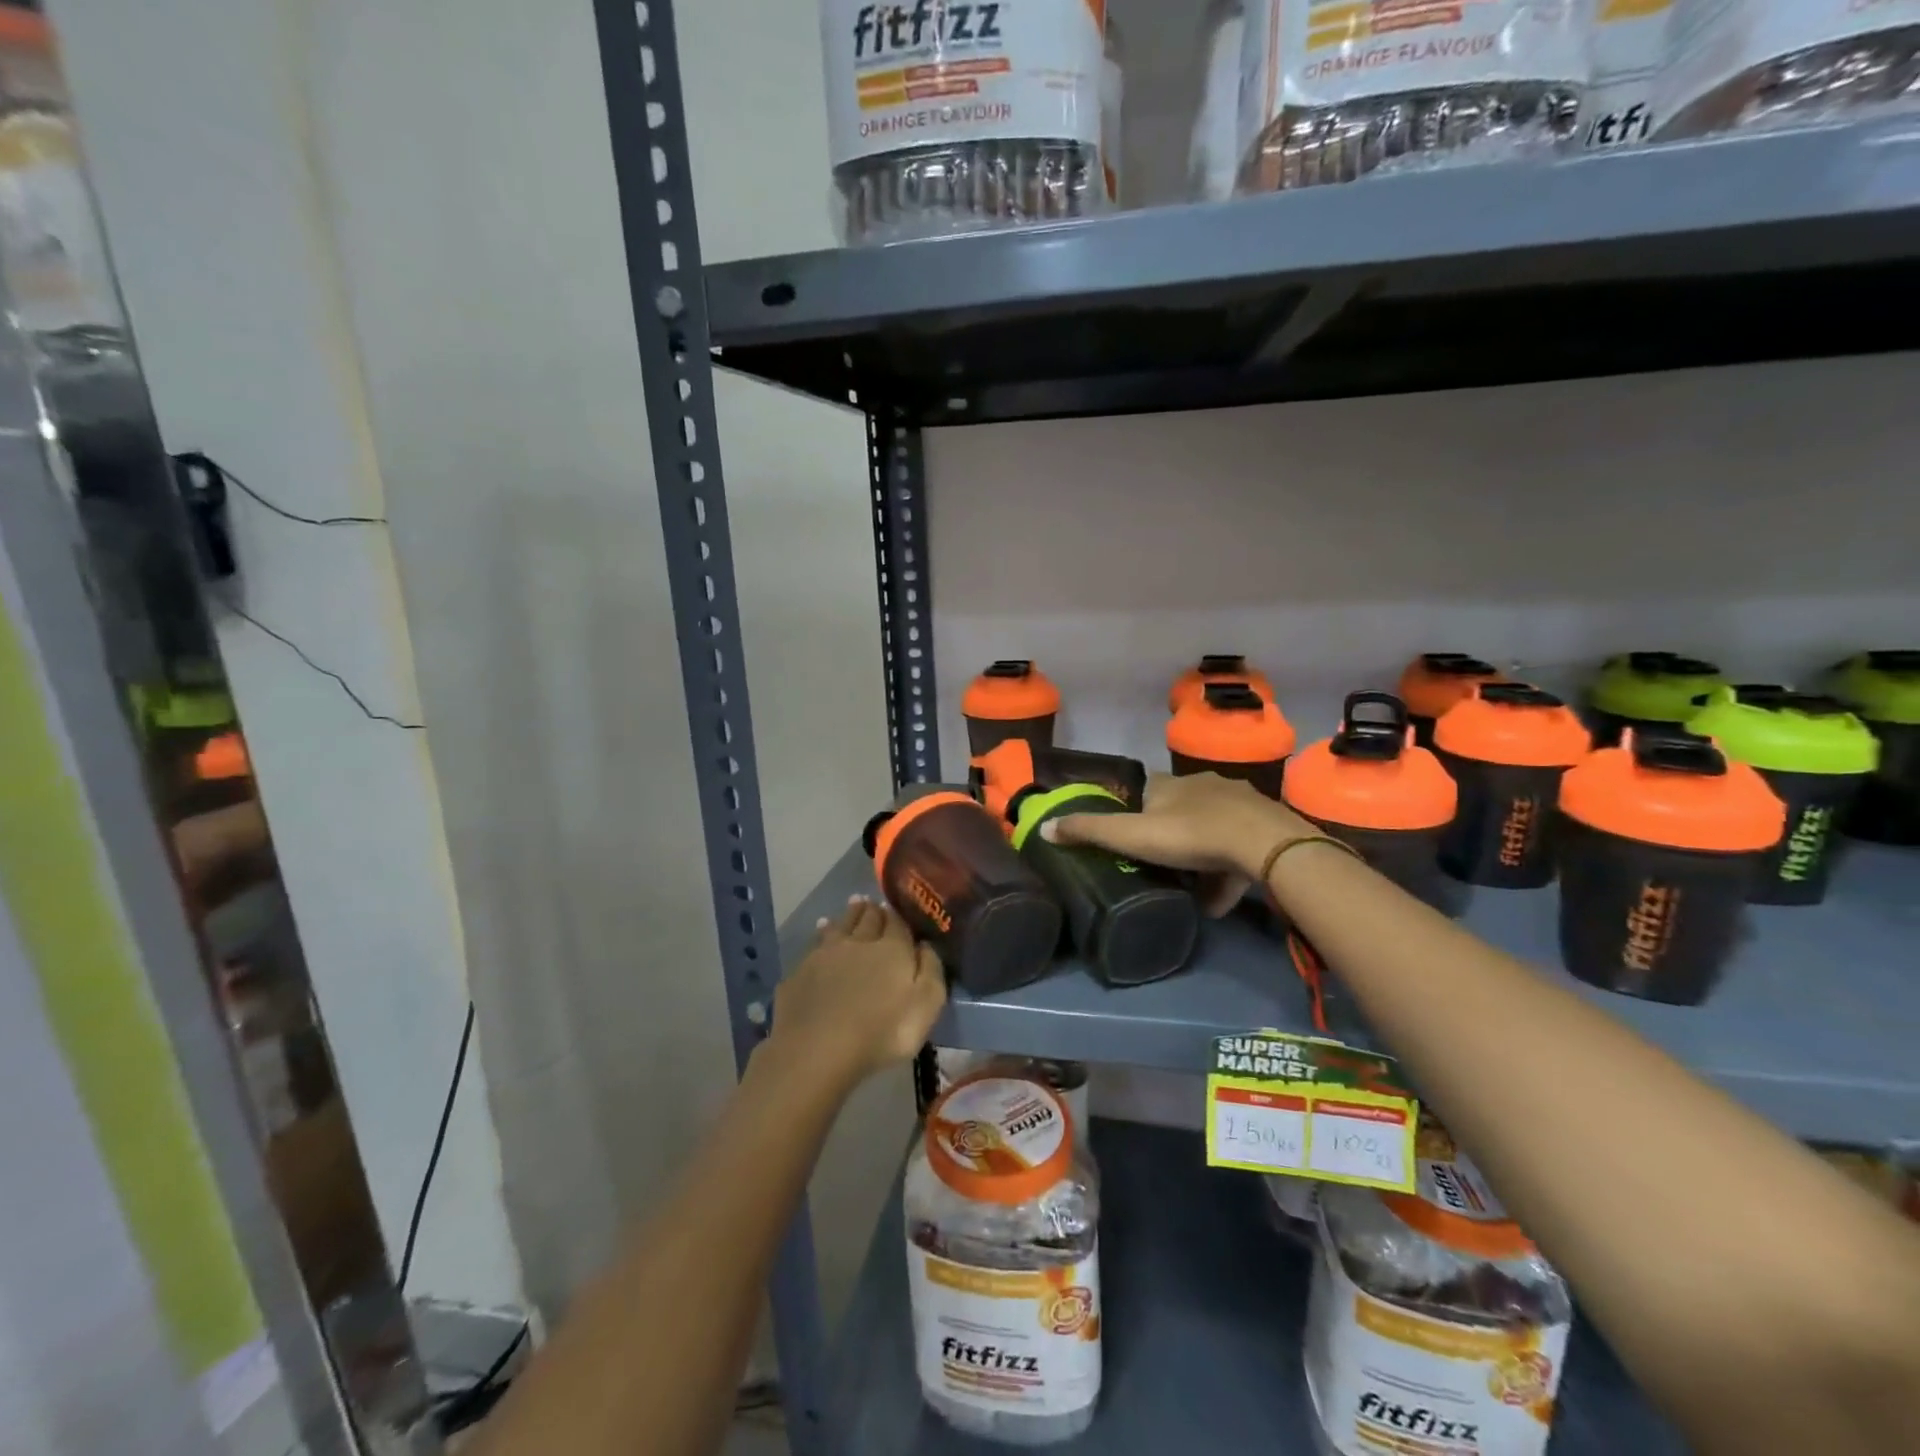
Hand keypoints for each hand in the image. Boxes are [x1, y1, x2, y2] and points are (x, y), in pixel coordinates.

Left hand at [766, 896, 946, 1086]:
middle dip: (873, 909)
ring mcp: (825, 954)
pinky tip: (821, 930)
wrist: (817, 1049)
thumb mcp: (925, 1006)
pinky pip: (815, 943)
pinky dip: (822, 932)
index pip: (897, 923)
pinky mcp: (800, 971)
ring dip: (848, 914)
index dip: (898, 915)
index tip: (897, 907)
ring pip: (840, 925)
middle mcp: (858, 942)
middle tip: (873, 901)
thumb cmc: (881, 1032)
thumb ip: (931, 971)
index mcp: (892, 949)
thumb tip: (926, 945)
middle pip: (867, 919)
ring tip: (853, 904)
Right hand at [1042, 772, 1313, 913]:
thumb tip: (1042, 828)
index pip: (1147, 791)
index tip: (1130, 838)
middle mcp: (1203, 785)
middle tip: (1159, 865)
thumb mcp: (1131, 836)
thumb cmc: (1190, 835)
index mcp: (1169, 784)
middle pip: (1179, 808)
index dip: (1136, 812)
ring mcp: (1238, 803)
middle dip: (1169, 835)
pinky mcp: (1263, 825)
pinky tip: (1218, 901)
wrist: (1264, 844)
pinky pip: (1237, 849)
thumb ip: (1088, 832)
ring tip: (1189, 888)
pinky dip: (1225, 873)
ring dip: (1199, 857)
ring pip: (1210, 829)